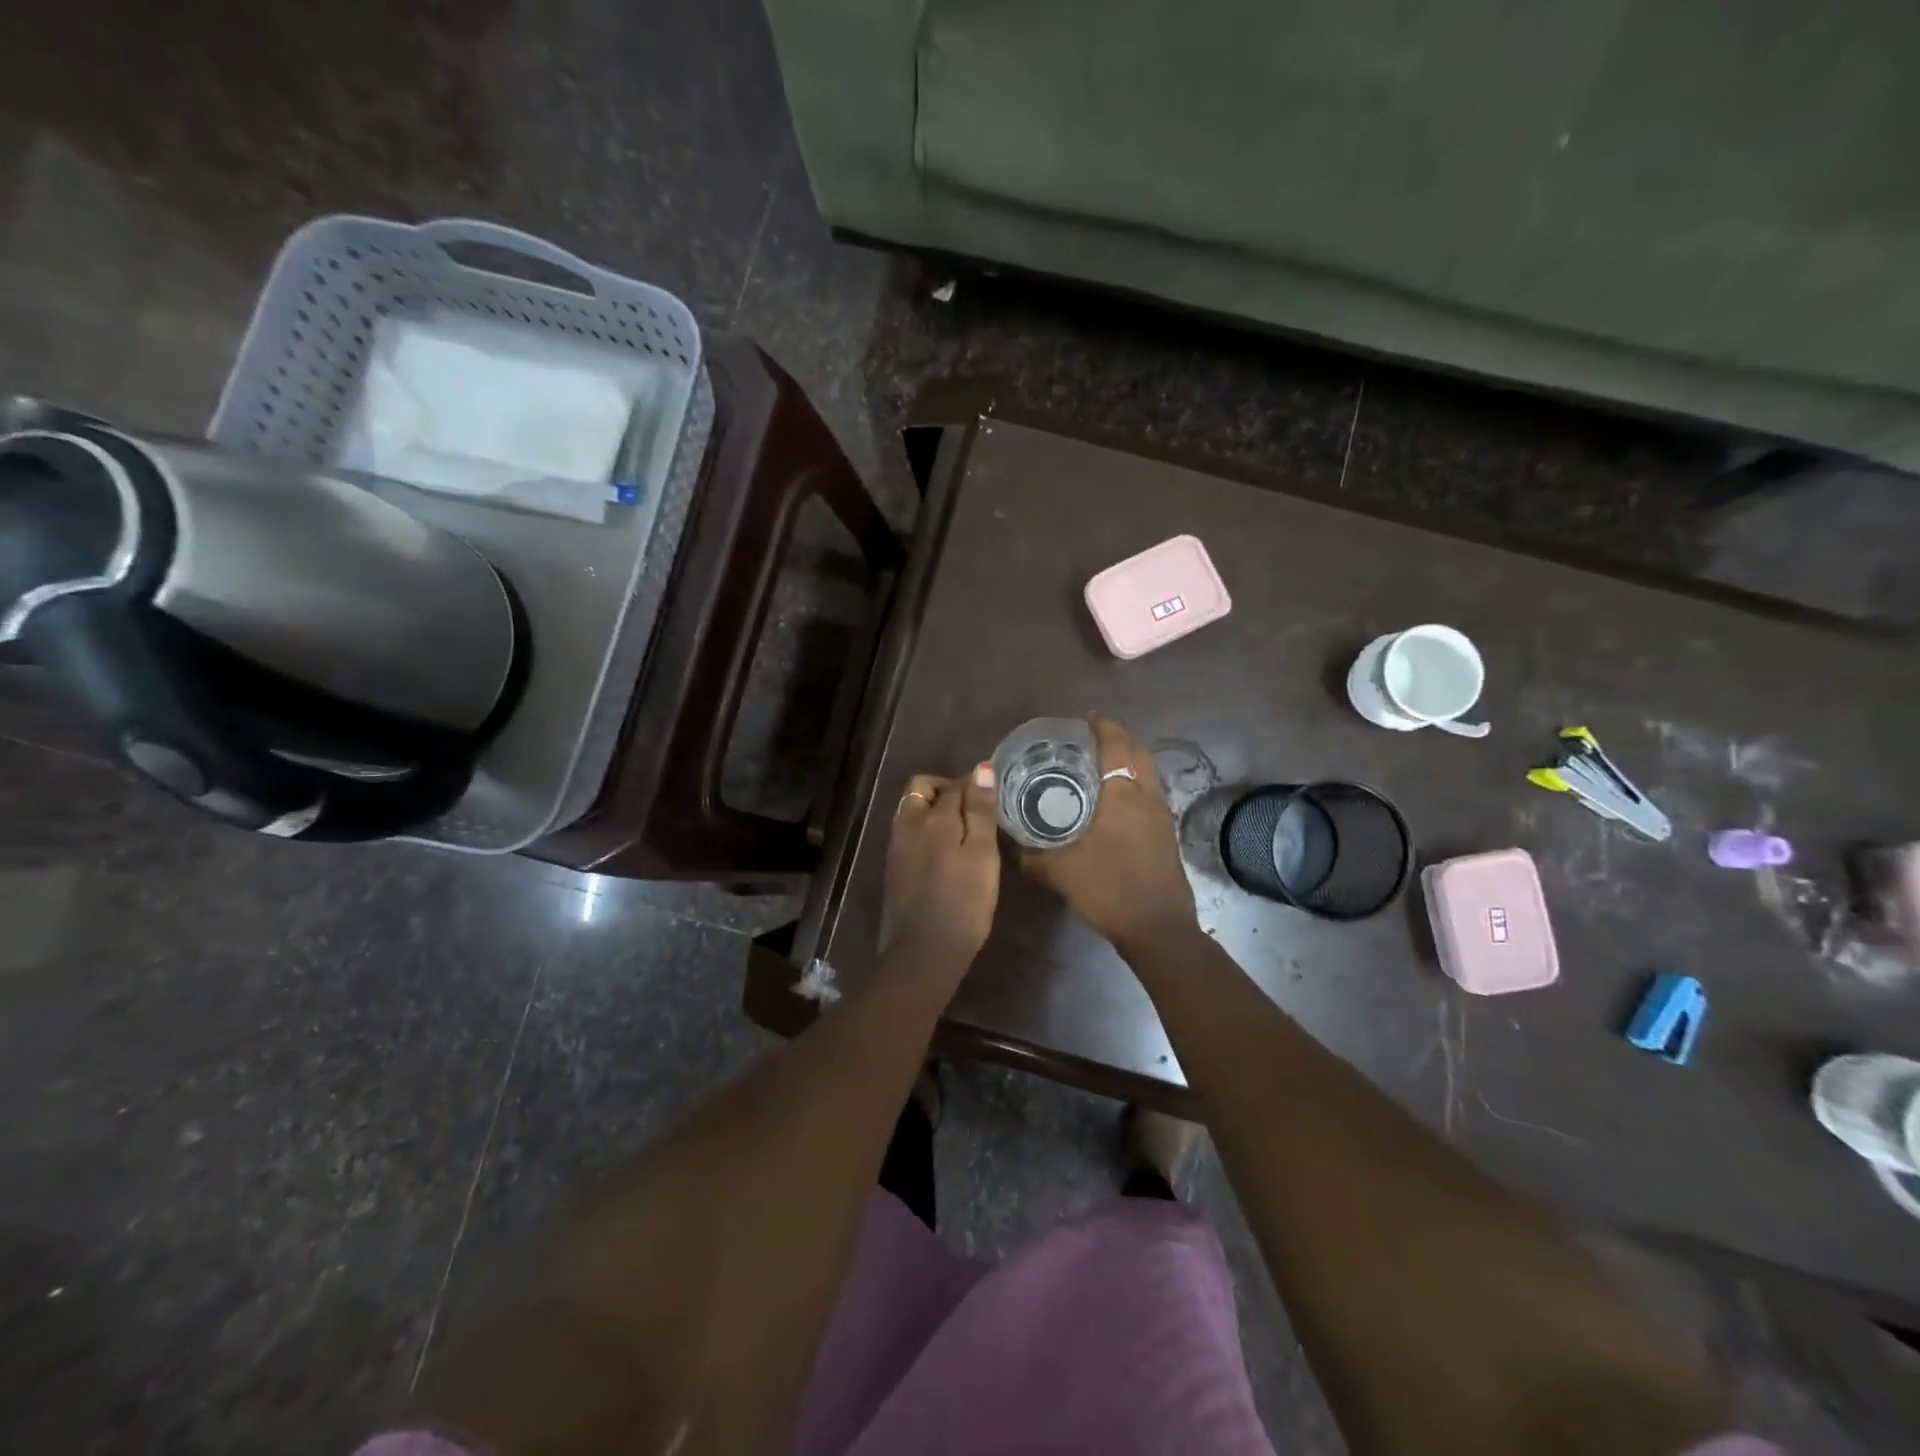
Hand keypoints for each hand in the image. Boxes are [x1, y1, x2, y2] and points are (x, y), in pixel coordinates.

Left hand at [879, 764, 1002, 967]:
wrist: (923, 953)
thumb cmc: (963, 903)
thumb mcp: (982, 855)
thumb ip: (980, 811)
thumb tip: (981, 768)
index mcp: (931, 817)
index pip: (954, 784)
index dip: (975, 784)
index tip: (994, 798)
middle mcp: (907, 824)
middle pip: (923, 789)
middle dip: (947, 790)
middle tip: (976, 811)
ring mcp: (896, 847)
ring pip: (913, 811)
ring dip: (936, 811)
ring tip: (965, 833)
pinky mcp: (893, 868)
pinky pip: (910, 833)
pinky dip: (927, 831)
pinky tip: (947, 854)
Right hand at [1020, 715, 1196, 950]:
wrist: (1159, 930)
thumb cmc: (1110, 890)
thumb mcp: (1062, 873)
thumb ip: (1034, 858)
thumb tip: (1013, 849)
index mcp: (1123, 796)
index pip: (1117, 747)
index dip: (1104, 728)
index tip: (1087, 719)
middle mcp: (1147, 798)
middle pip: (1139, 754)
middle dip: (1120, 739)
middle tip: (1093, 738)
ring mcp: (1162, 817)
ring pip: (1149, 774)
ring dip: (1131, 761)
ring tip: (1102, 764)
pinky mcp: (1167, 835)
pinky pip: (1151, 794)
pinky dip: (1135, 783)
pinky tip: (1116, 802)